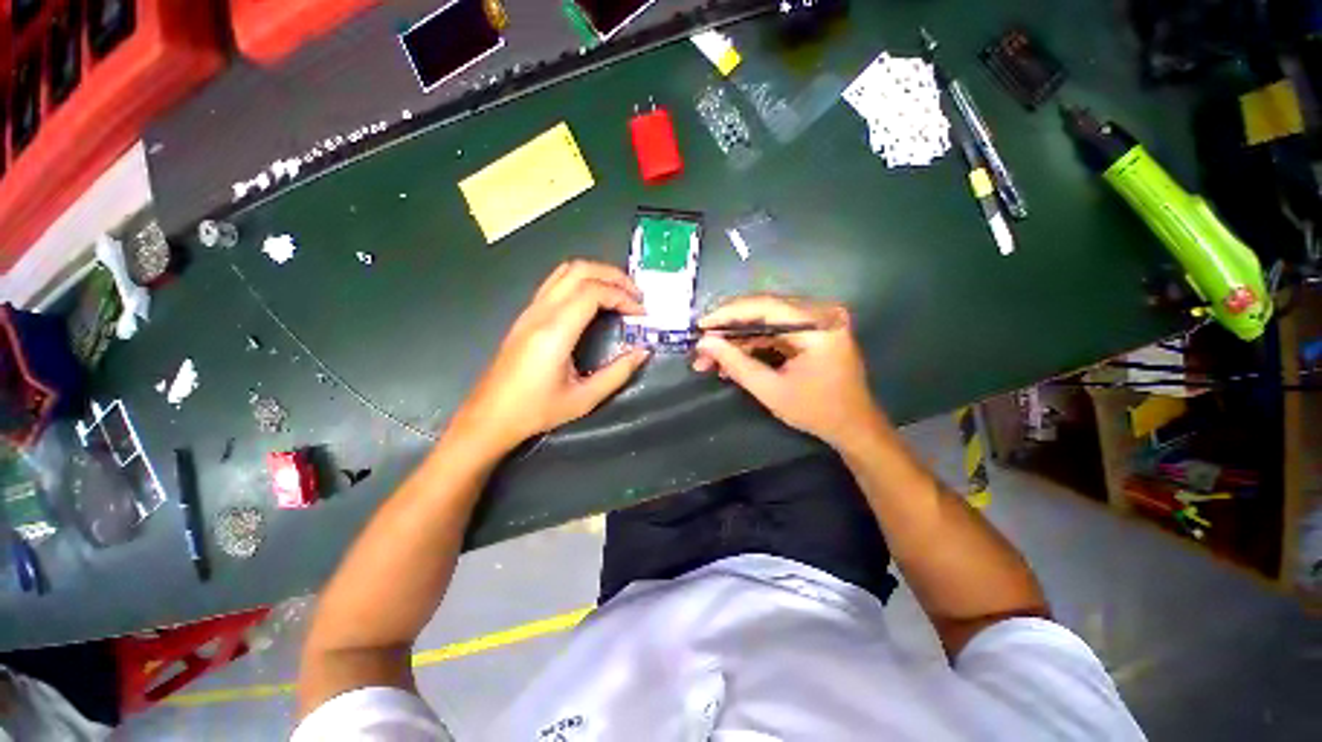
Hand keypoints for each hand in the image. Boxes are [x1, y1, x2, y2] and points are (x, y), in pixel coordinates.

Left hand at [451, 260, 650, 452]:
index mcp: (554, 332)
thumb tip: (643, 351)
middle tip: (636, 295)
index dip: (622, 296)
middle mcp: (541, 312)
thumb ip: (618, 373)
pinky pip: (556, 283)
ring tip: (620, 293)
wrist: (489, 417)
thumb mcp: (584, 399)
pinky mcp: (526, 315)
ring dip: (597, 274)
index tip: (641, 314)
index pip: (593, 292)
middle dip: (613, 276)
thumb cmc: (536, 411)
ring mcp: (530, 310)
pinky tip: (595, 301)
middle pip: (579, 270)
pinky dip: (582, 281)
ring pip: (565, 271)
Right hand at [692, 296, 887, 449]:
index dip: (728, 314)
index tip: (700, 326)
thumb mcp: (771, 390)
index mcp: (818, 324)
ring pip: (764, 323)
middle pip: (762, 312)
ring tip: (708, 359)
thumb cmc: (817, 411)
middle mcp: (819, 314)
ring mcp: (816, 322)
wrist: (853, 427)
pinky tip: (730, 361)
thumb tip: (704, 343)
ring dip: (736, 341)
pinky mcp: (810, 333)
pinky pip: (773, 333)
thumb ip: (736, 363)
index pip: (764, 306)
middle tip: (701, 346)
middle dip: (728, 331)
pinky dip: (751, 347)